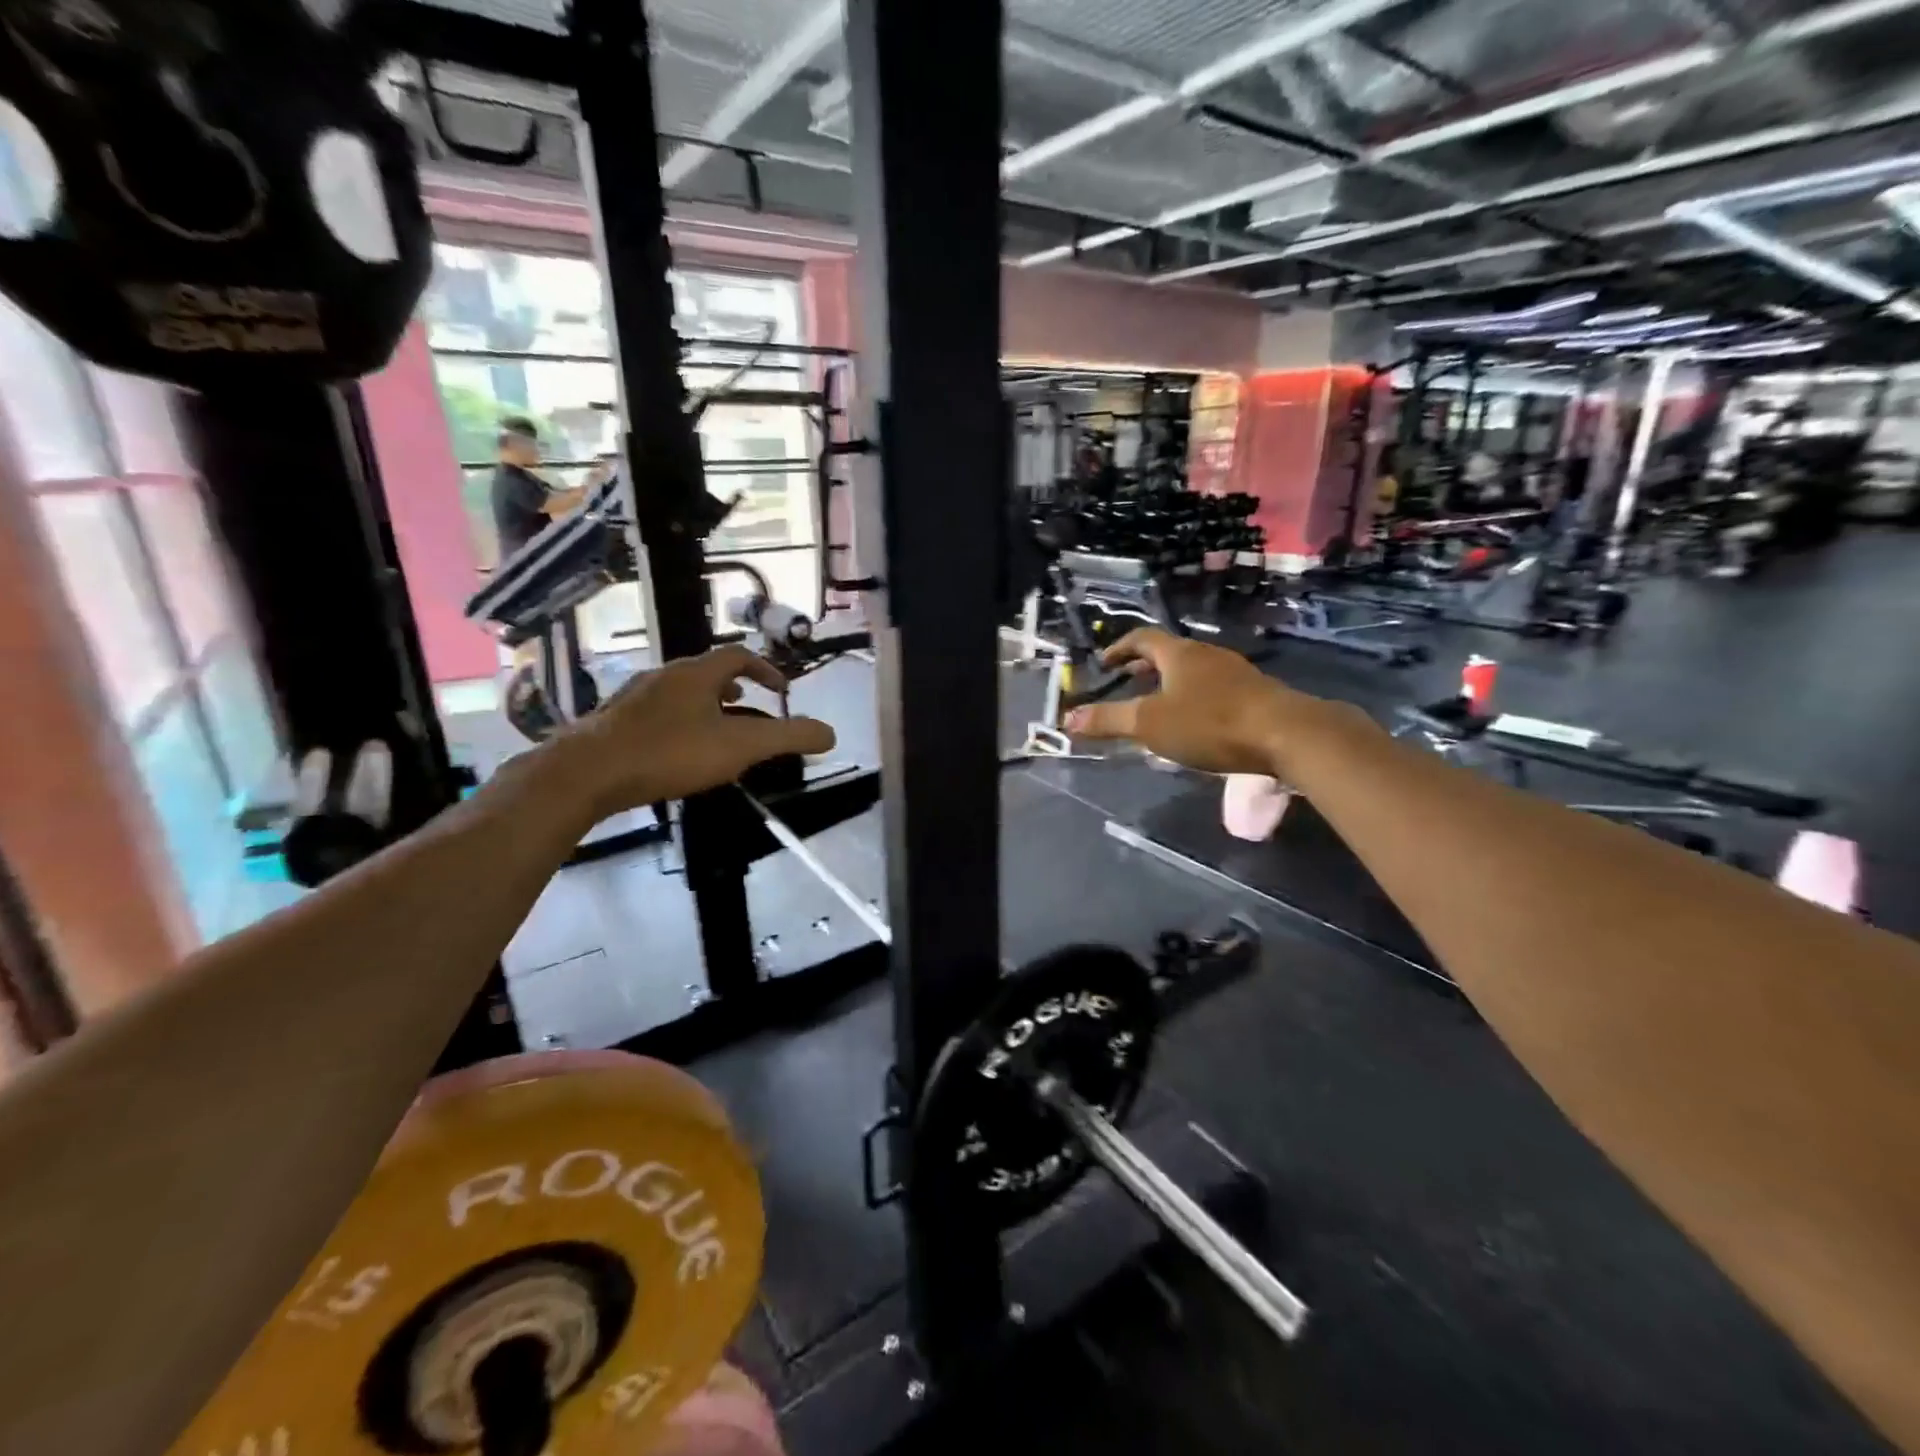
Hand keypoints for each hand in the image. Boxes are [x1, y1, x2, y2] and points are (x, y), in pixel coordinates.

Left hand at [551, 646, 834, 821]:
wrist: (586, 773)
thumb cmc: (669, 753)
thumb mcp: (739, 747)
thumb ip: (787, 738)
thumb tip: (831, 733)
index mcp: (696, 673)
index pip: (739, 655)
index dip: (765, 669)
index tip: (781, 690)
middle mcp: (664, 675)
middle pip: (706, 671)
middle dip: (734, 686)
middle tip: (750, 706)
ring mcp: (634, 697)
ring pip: (679, 691)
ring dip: (704, 703)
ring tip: (715, 728)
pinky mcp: (612, 721)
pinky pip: (656, 712)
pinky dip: (678, 721)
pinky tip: (674, 751)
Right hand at [1063, 629, 1335, 776]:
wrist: (1287, 734)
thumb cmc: (1210, 723)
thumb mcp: (1150, 724)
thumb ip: (1109, 721)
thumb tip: (1068, 718)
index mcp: (1179, 653)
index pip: (1142, 638)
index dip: (1120, 648)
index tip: (1104, 662)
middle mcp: (1207, 654)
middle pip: (1169, 652)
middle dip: (1145, 666)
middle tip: (1127, 681)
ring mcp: (1235, 672)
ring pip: (1194, 670)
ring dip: (1171, 682)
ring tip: (1158, 704)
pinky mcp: (1255, 694)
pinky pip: (1214, 688)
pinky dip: (1195, 697)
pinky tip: (1196, 721)